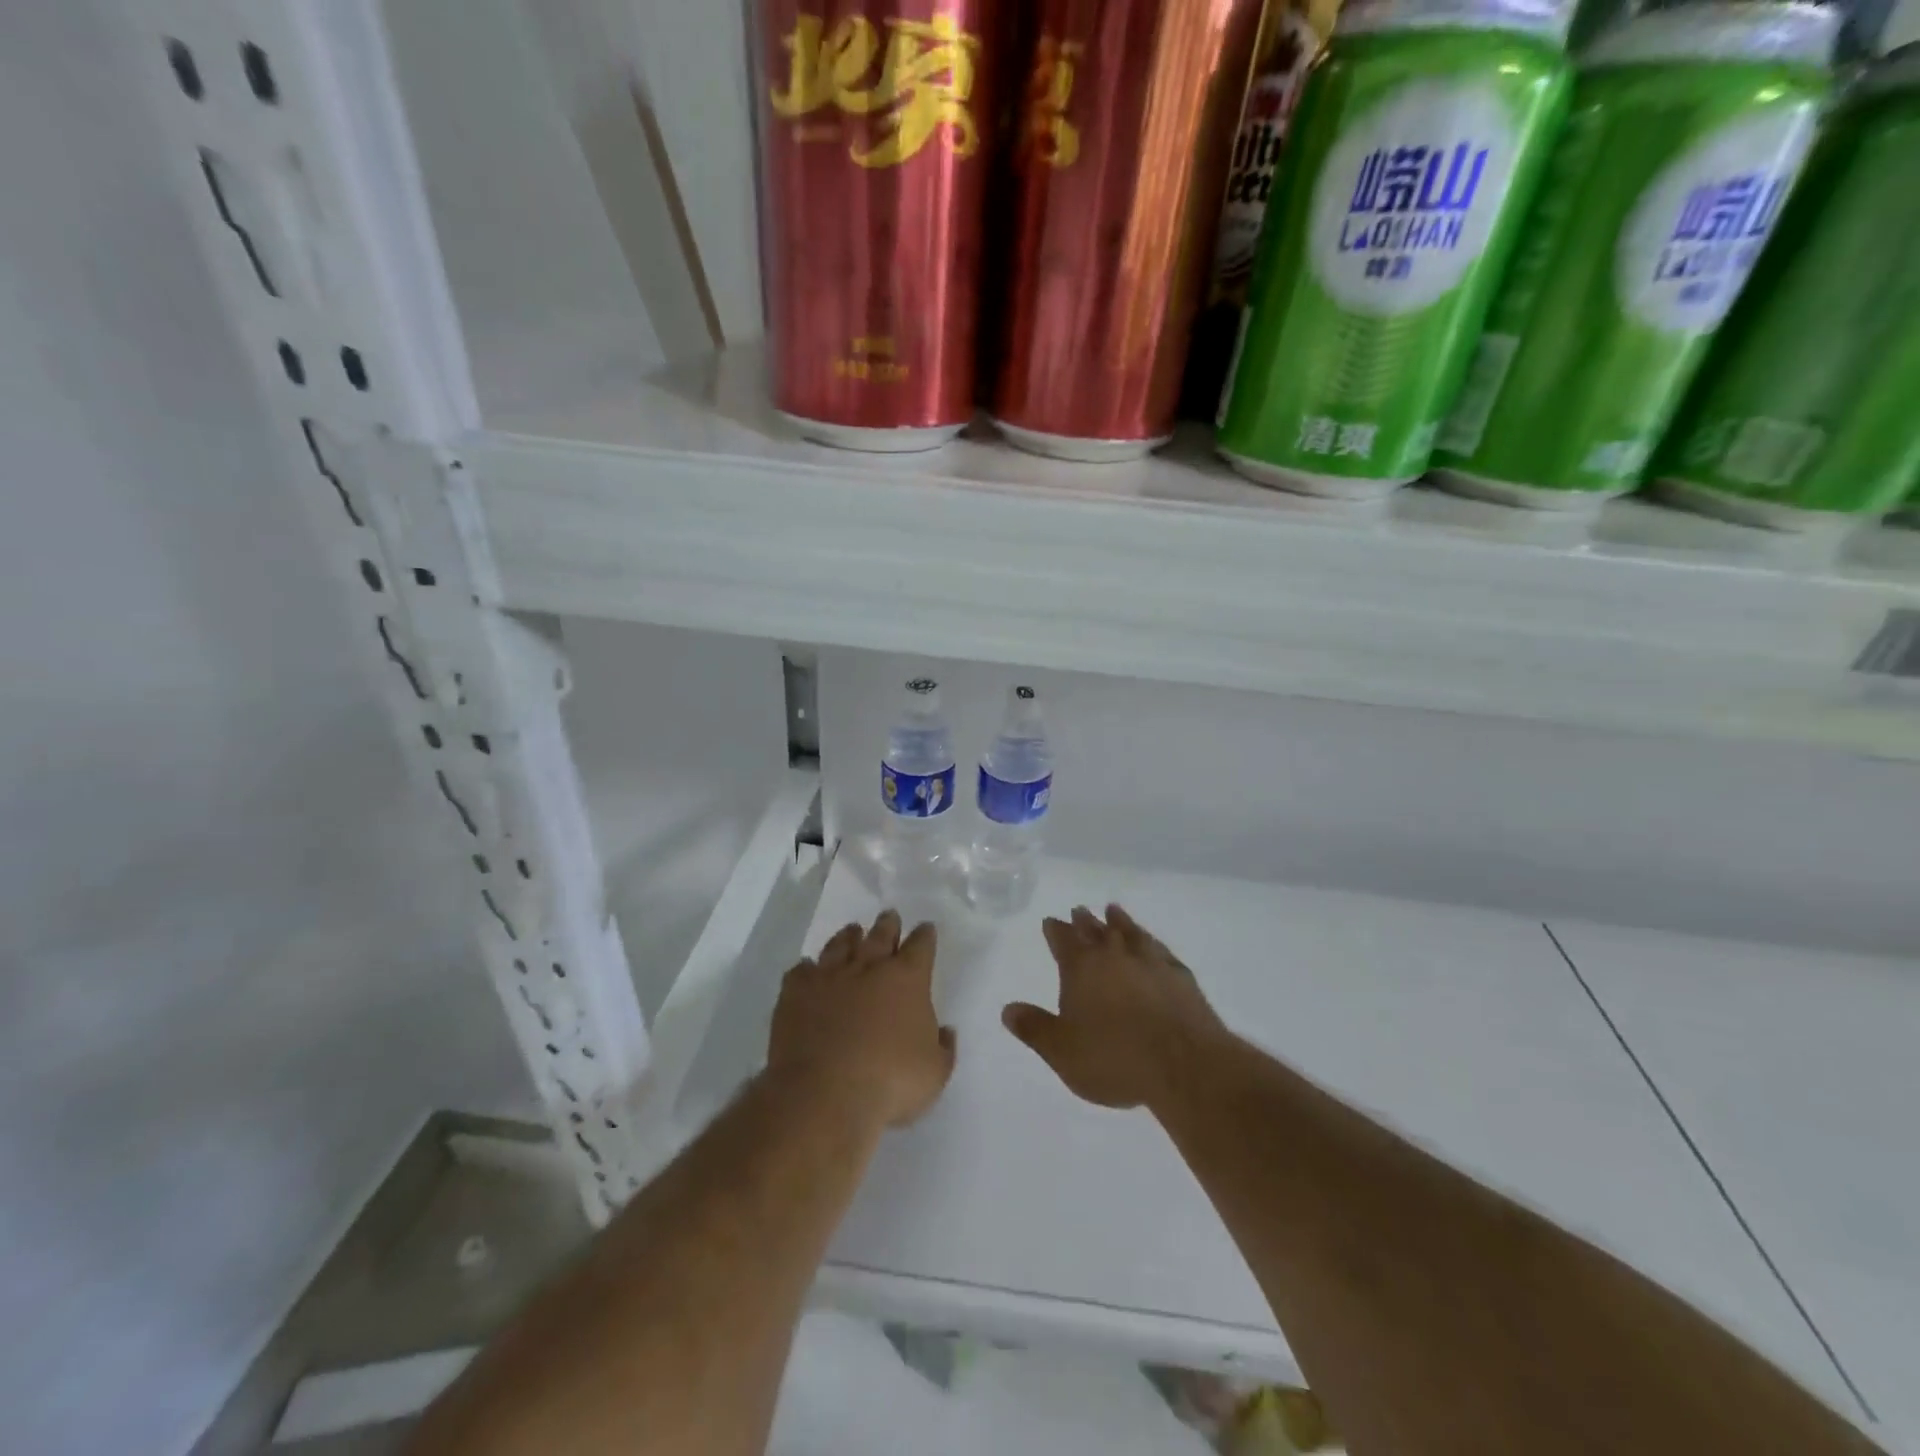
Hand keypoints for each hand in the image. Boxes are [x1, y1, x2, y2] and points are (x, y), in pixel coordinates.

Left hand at [767, 910, 956, 1129]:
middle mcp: (869, 967)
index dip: (925, 936)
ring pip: (840, 945)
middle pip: (881, 935)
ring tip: (852, 931)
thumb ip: (943, 1048)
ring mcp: (829, 976)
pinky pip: (802, 970)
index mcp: (907, 979)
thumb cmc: (890, 1082)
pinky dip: (807, 969)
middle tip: (889, 916)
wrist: (824, 1093)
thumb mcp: (935, 1073)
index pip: (921, 946)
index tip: (926, 929)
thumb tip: (945, 1031)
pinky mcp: (796, 992)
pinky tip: (808, 970)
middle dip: (888, 924)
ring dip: (848, 936)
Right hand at [1003, 904, 1225, 1110]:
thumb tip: (1007, 1009)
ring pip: (1130, 932)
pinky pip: (1160, 949)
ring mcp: (1150, 962)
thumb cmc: (1114, 1058)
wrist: (1184, 1065)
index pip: (1063, 941)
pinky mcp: (1180, 976)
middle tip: (1079, 910)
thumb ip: (1034, 1028)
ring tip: (1113, 911)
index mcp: (1082, 968)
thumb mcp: (1062, 1051)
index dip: (1055, 930)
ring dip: (1120, 921)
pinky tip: (1152, 944)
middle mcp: (1115, 955)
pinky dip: (1151, 942)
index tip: (1050, 920)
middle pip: (1096, 931)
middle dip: (1084, 921)